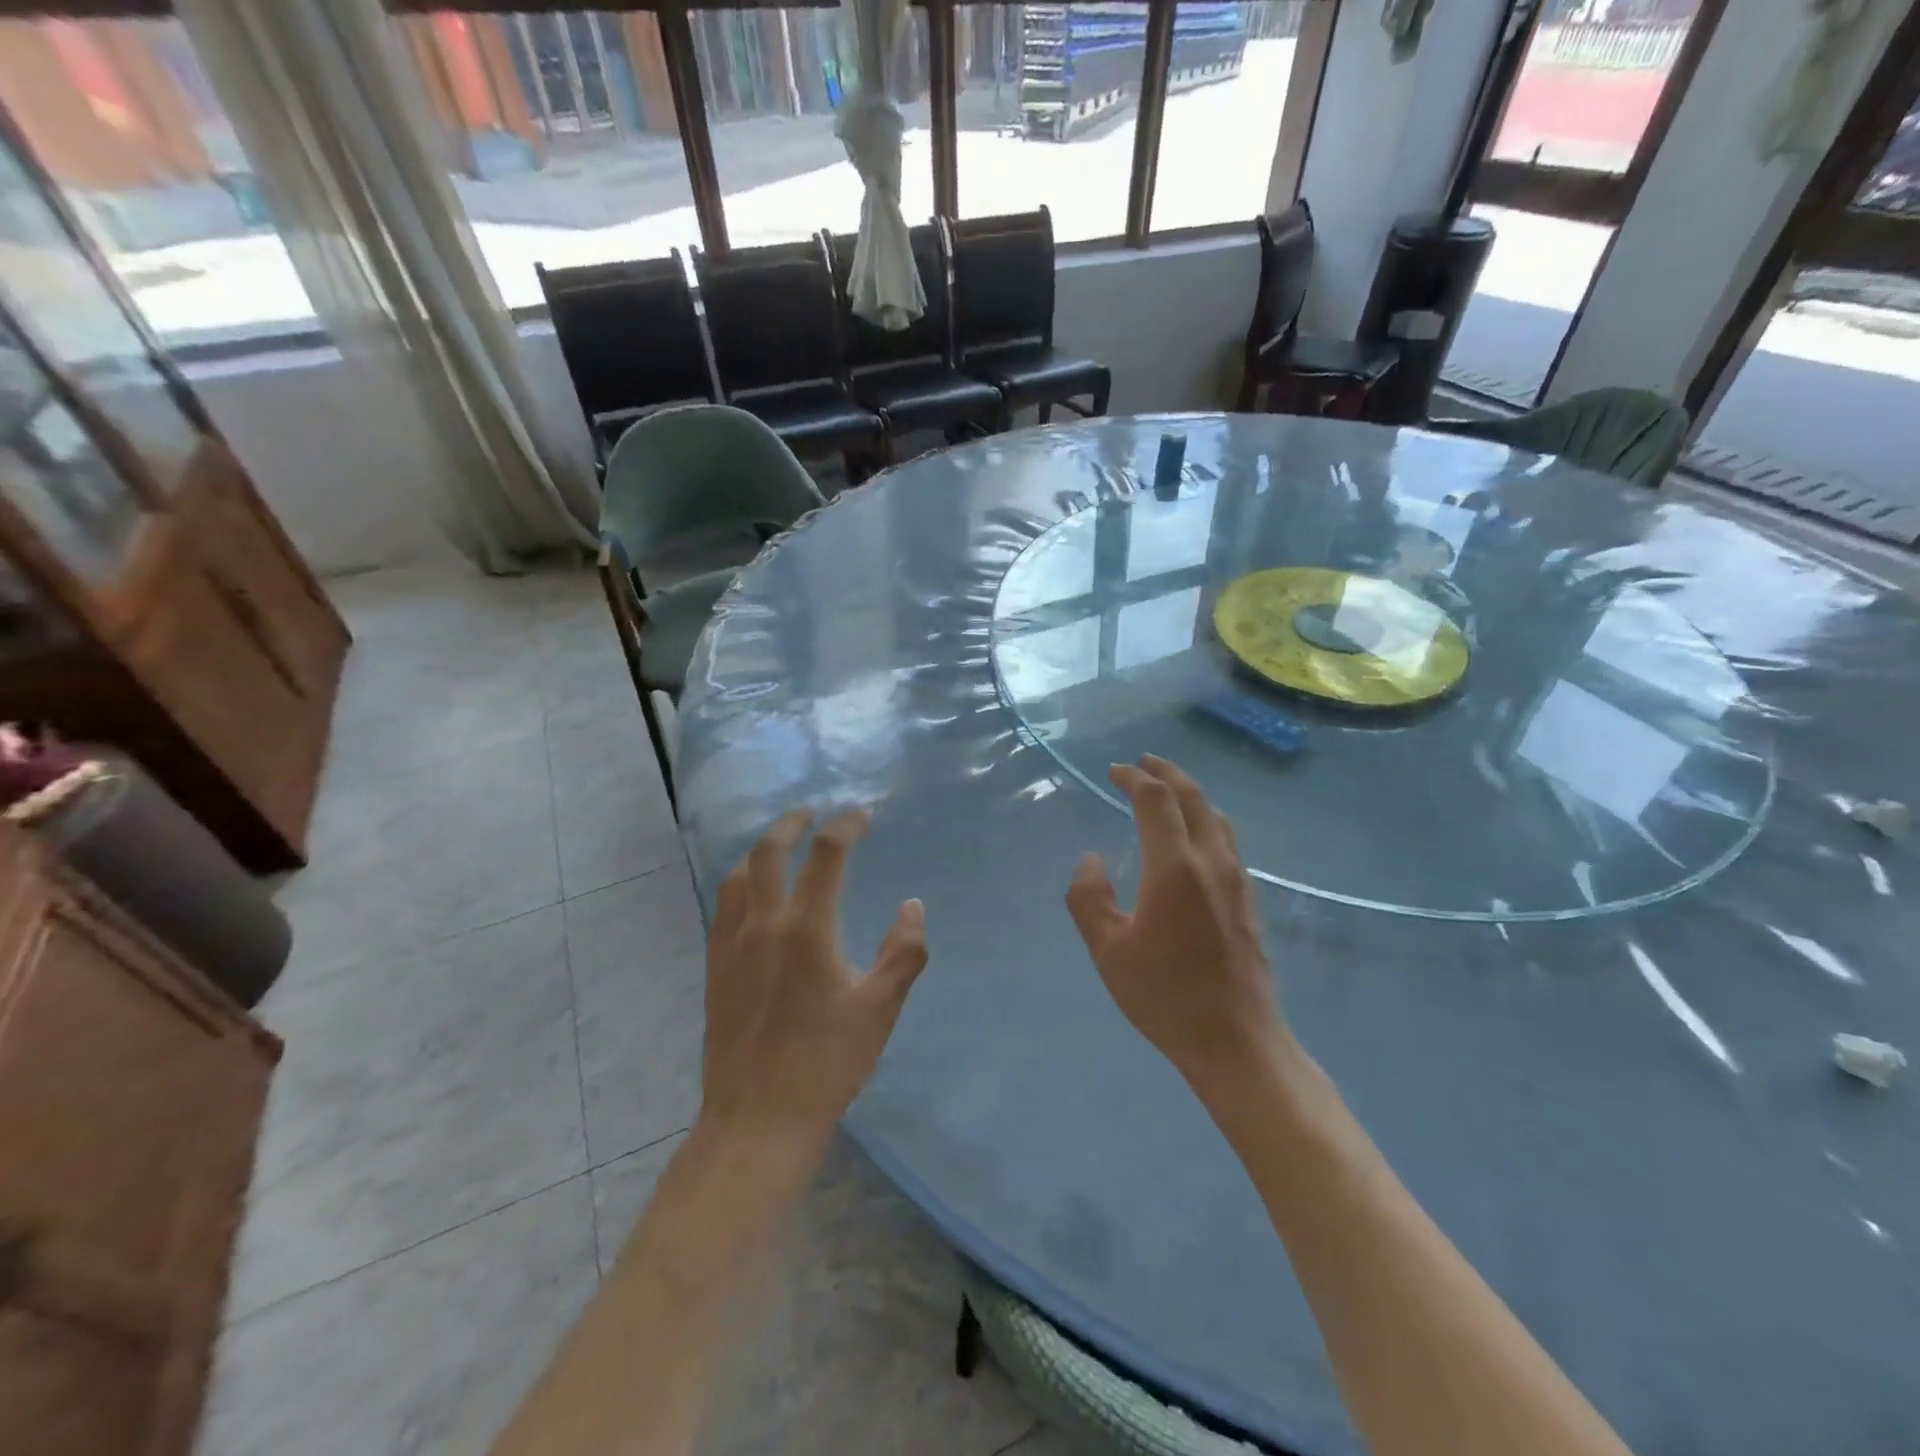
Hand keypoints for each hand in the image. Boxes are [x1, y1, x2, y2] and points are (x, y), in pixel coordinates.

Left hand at [702, 809, 928, 1153]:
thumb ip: (903, 952)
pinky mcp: (715, 969)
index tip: (862, 815)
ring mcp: (731, 946)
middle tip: (810, 814)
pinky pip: (723, 908)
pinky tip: (753, 899)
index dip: (845, 827)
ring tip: (781, 849)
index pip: (826, 855)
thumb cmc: (827, 1064)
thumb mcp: (880, 1009)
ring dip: (762, 852)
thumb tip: (912, 907)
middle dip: (791, 824)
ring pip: (738, 877)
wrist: (757, 1119)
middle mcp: (762, 925)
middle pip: (769, 852)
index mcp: (807, 929)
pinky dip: (741, 885)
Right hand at [1066, 756, 1285, 1092]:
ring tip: (1169, 790)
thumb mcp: (1108, 951)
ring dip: (1190, 794)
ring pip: (1216, 817)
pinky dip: (1205, 820)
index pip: (1156, 800)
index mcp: (1174, 868)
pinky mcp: (1249, 900)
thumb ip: (1089, 898)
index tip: (1114, 771)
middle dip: (1167, 773)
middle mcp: (1211, 862)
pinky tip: (1194, 838)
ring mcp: (1237, 880)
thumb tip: (1091, 860)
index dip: (1134, 778)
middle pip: (1194, 798)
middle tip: (1144, 762)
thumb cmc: (1165, 996)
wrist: (1236, 1041)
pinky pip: (1227, 840)